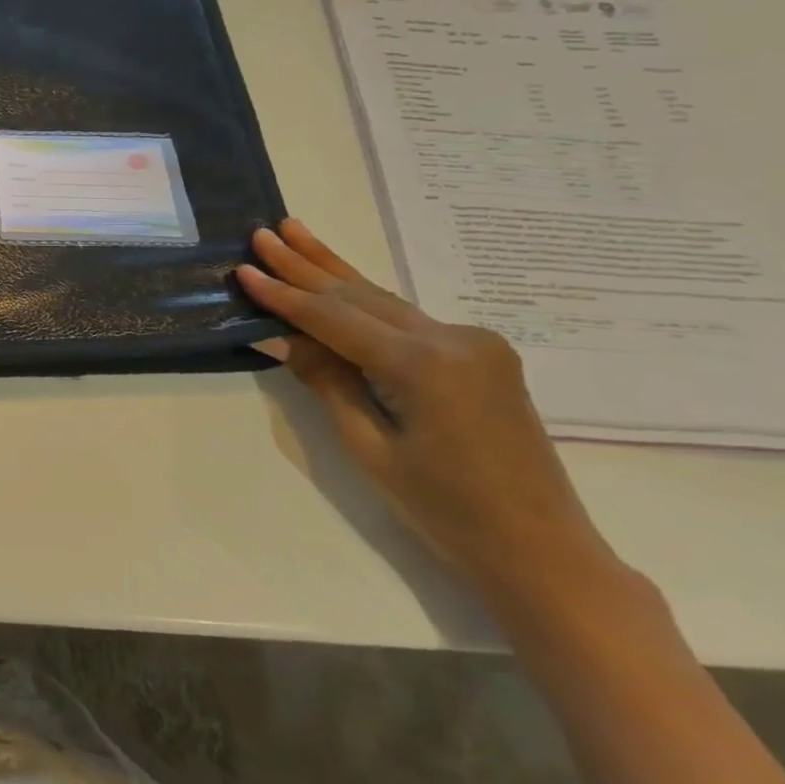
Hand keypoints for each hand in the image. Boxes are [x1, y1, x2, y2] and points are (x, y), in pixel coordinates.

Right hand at [236, 219, 620, 609]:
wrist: (541, 550)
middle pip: (360, 295)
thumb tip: (284, 337)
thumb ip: (328, 382)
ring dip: (335, 271)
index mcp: (424, 365)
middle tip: (263, 234)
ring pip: (384, 300)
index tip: (244, 270)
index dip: (284, 296)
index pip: (334, 319)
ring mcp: (474, 343)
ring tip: (295, 233)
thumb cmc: (446, 511)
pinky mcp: (481, 355)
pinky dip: (364, 302)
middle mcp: (454, 338)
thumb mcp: (370, 448)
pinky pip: (407, 320)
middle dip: (306, 265)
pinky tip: (339, 281)